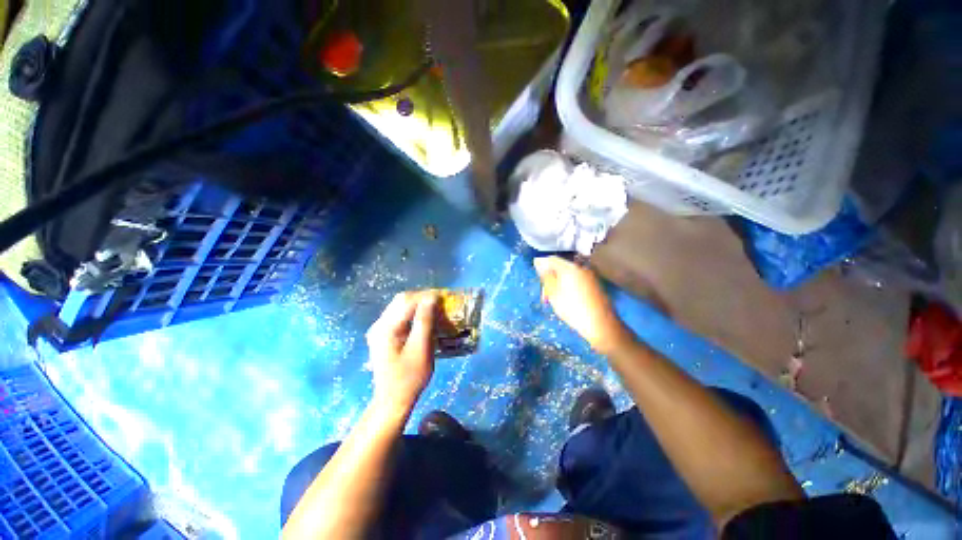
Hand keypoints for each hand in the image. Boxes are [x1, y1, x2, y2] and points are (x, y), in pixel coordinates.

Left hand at [366, 292, 437, 412]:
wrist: (393, 400)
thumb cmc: (410, 377)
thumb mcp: (421, 349)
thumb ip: (424, 321)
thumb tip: (431, 298)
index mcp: (386, 328)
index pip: (407, 301)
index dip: (426, 296)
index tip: (444, 297)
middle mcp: (379, 324)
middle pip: (401, 300)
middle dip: (422, 298)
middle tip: (441, 302)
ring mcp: (379, 329)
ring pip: (400, 306)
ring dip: (418, 305)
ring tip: (435, 308)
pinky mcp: (383, 335)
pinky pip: (399, 316)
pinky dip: (413, 313)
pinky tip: (424, 318)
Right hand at [534, 256, 630, 354]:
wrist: (601, 324)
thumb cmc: (573, 308)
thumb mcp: (553, 293)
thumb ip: (546, 276)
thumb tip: (539, 263)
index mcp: (570, 267)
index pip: (551, 259)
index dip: (542, 268)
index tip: (539, 282)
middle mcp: (581, 267)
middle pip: (560, 267)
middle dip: (551, 279)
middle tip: (546, 297)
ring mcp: (590, 276)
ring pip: (569, 276)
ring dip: (559, 285)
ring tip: (555, 301)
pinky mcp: (595, 285)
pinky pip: (577, 281)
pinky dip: (569, 288)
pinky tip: (568, 301)